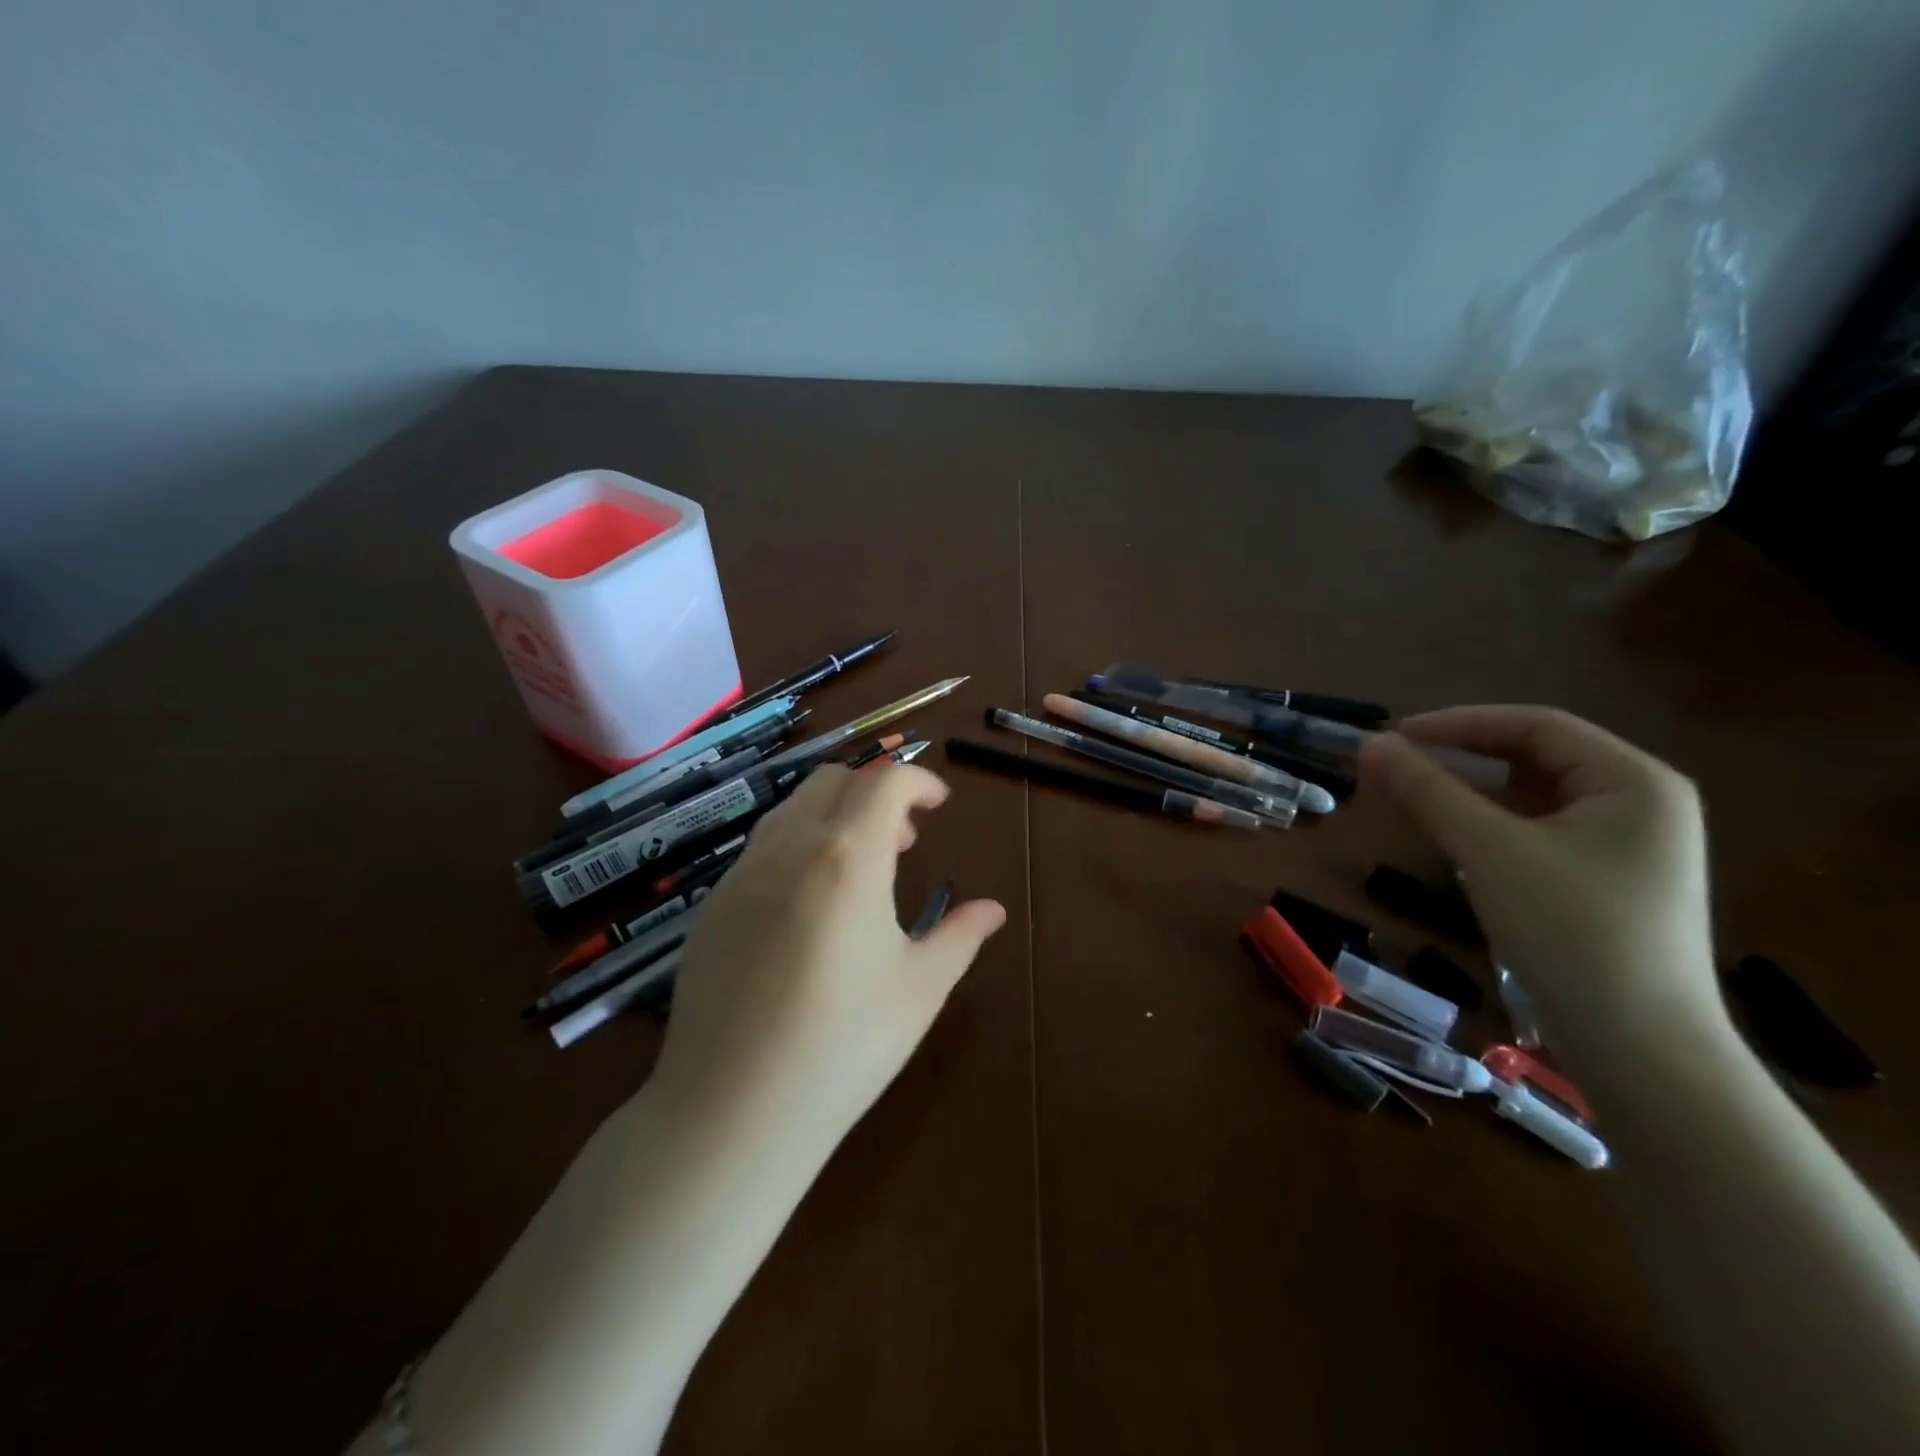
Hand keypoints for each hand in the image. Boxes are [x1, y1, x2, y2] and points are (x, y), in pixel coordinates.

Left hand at [649, 763, 1006, 1157]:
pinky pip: (760, 848)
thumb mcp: (920, 989)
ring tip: (860, 867)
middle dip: (875, 791)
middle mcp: (790, 848)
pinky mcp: (711, 907)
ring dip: (834, 813)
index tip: (940, 804)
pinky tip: (809, 905)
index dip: (919, 781)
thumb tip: (993, 910)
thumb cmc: (844, 1047)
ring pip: (792, 807)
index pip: (885, 782)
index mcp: (848, 858)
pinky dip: (797, 845)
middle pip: (834, 780)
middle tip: (905, 839)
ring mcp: (741, 875)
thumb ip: (960, 936)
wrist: (733, 1111)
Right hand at [1359, 706, 1723, 1060]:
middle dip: (1459, 758)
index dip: (1458, 723)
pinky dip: (1487, 825)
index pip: (1535, 725)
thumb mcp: (1491, 850)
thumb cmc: (1571, 931)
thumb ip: (1429, 790)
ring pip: (1530, 797)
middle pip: (1534, 758)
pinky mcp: (1604, 882)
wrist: (1639, 1048)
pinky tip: (1448, 836)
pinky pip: (1535, 831)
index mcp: (1634, 780)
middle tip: (1394, 767)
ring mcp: (1625, 846)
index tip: (1394, 736)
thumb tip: (1371, 744)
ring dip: (1467, 792)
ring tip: (1408, 796)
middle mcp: (1639, 802)